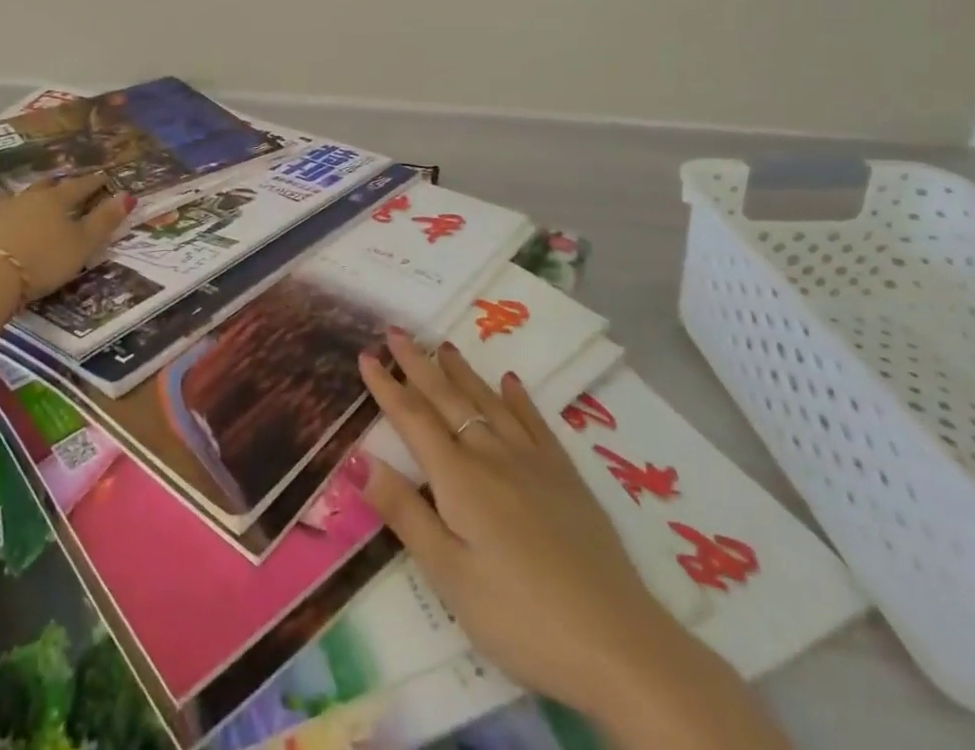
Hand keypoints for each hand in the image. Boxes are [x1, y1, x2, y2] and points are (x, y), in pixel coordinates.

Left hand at [0, 174, 133, 300]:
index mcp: (56, 202)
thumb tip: (128, 195)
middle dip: (55, 186)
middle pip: (44, 188)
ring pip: (12, 199)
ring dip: (22, 201)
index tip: (102, 177)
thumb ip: (104, 221)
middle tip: (61, 184)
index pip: (79, 187)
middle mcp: (25, 198)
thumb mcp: (81, 246)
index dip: (92, 183)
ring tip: (26, 205)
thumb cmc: (41, 263)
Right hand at [352, 332, 688, 708]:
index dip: (387, 387)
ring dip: (462, 373)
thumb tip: (357, 459)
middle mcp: (493, 456)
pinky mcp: (566, 476)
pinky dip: (518, 398)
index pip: (413, 420)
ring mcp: (533, 462)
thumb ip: (405, 513)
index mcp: (459, 479)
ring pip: (488, 402)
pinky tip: (510, 381)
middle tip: (396, 331)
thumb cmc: (519, 617)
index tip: (366, 355)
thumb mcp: (450, 576)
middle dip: (418, 365)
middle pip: (448, 400)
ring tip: (443, 346)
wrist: (616, 642)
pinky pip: (535, 422)